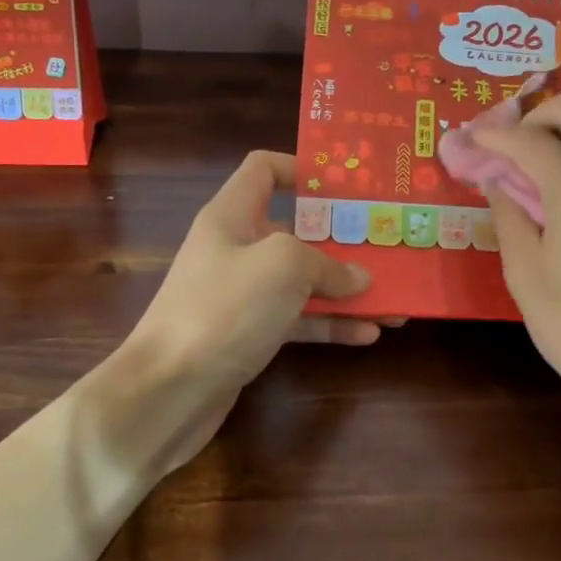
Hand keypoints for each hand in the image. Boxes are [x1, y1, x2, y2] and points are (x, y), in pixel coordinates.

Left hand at [114, 151, 384, 469]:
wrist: (168, 391)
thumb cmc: (224, 308)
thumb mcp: (283, 266)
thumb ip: (327, 263)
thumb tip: (358, 278)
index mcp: (233, 215)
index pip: (264, 169)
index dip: (302, 168)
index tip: (346, 187)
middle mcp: (237, 248)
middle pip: (296, 229)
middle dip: (342, 238)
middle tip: (386, 243)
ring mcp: (243, 294)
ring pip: (303, 279)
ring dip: (346, 287)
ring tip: (393, 296)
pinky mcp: (250, 333)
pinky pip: (299, 319)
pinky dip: (331, 324)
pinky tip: (370, 334)